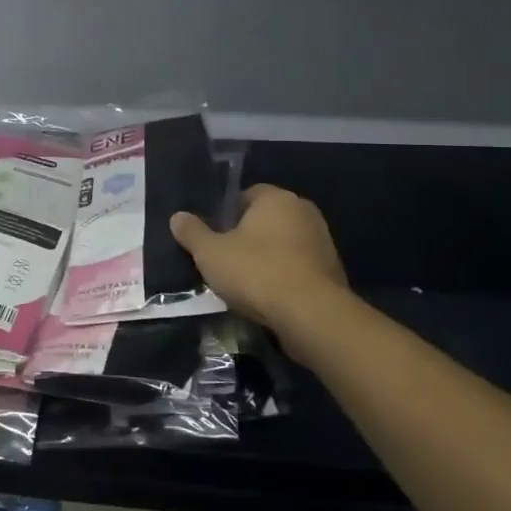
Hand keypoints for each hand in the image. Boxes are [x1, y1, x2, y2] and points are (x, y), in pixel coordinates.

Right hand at [171, 185, 353, 358]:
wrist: (311, 315)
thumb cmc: (257, 272)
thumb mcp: (210, 253)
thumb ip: (192, 233)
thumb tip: (177, 217)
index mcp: (276, 198)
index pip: (247, 195)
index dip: (227, 214)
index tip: (215, 236)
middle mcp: (304, 212)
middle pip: (267, 220)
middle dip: (248, 237)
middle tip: (226, 260)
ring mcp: (323, 242)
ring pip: (284, 245)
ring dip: (267, 259)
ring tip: (246, 284)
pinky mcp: (333, 272)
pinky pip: (299, 268)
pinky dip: (285, 278)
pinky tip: (269, 299)